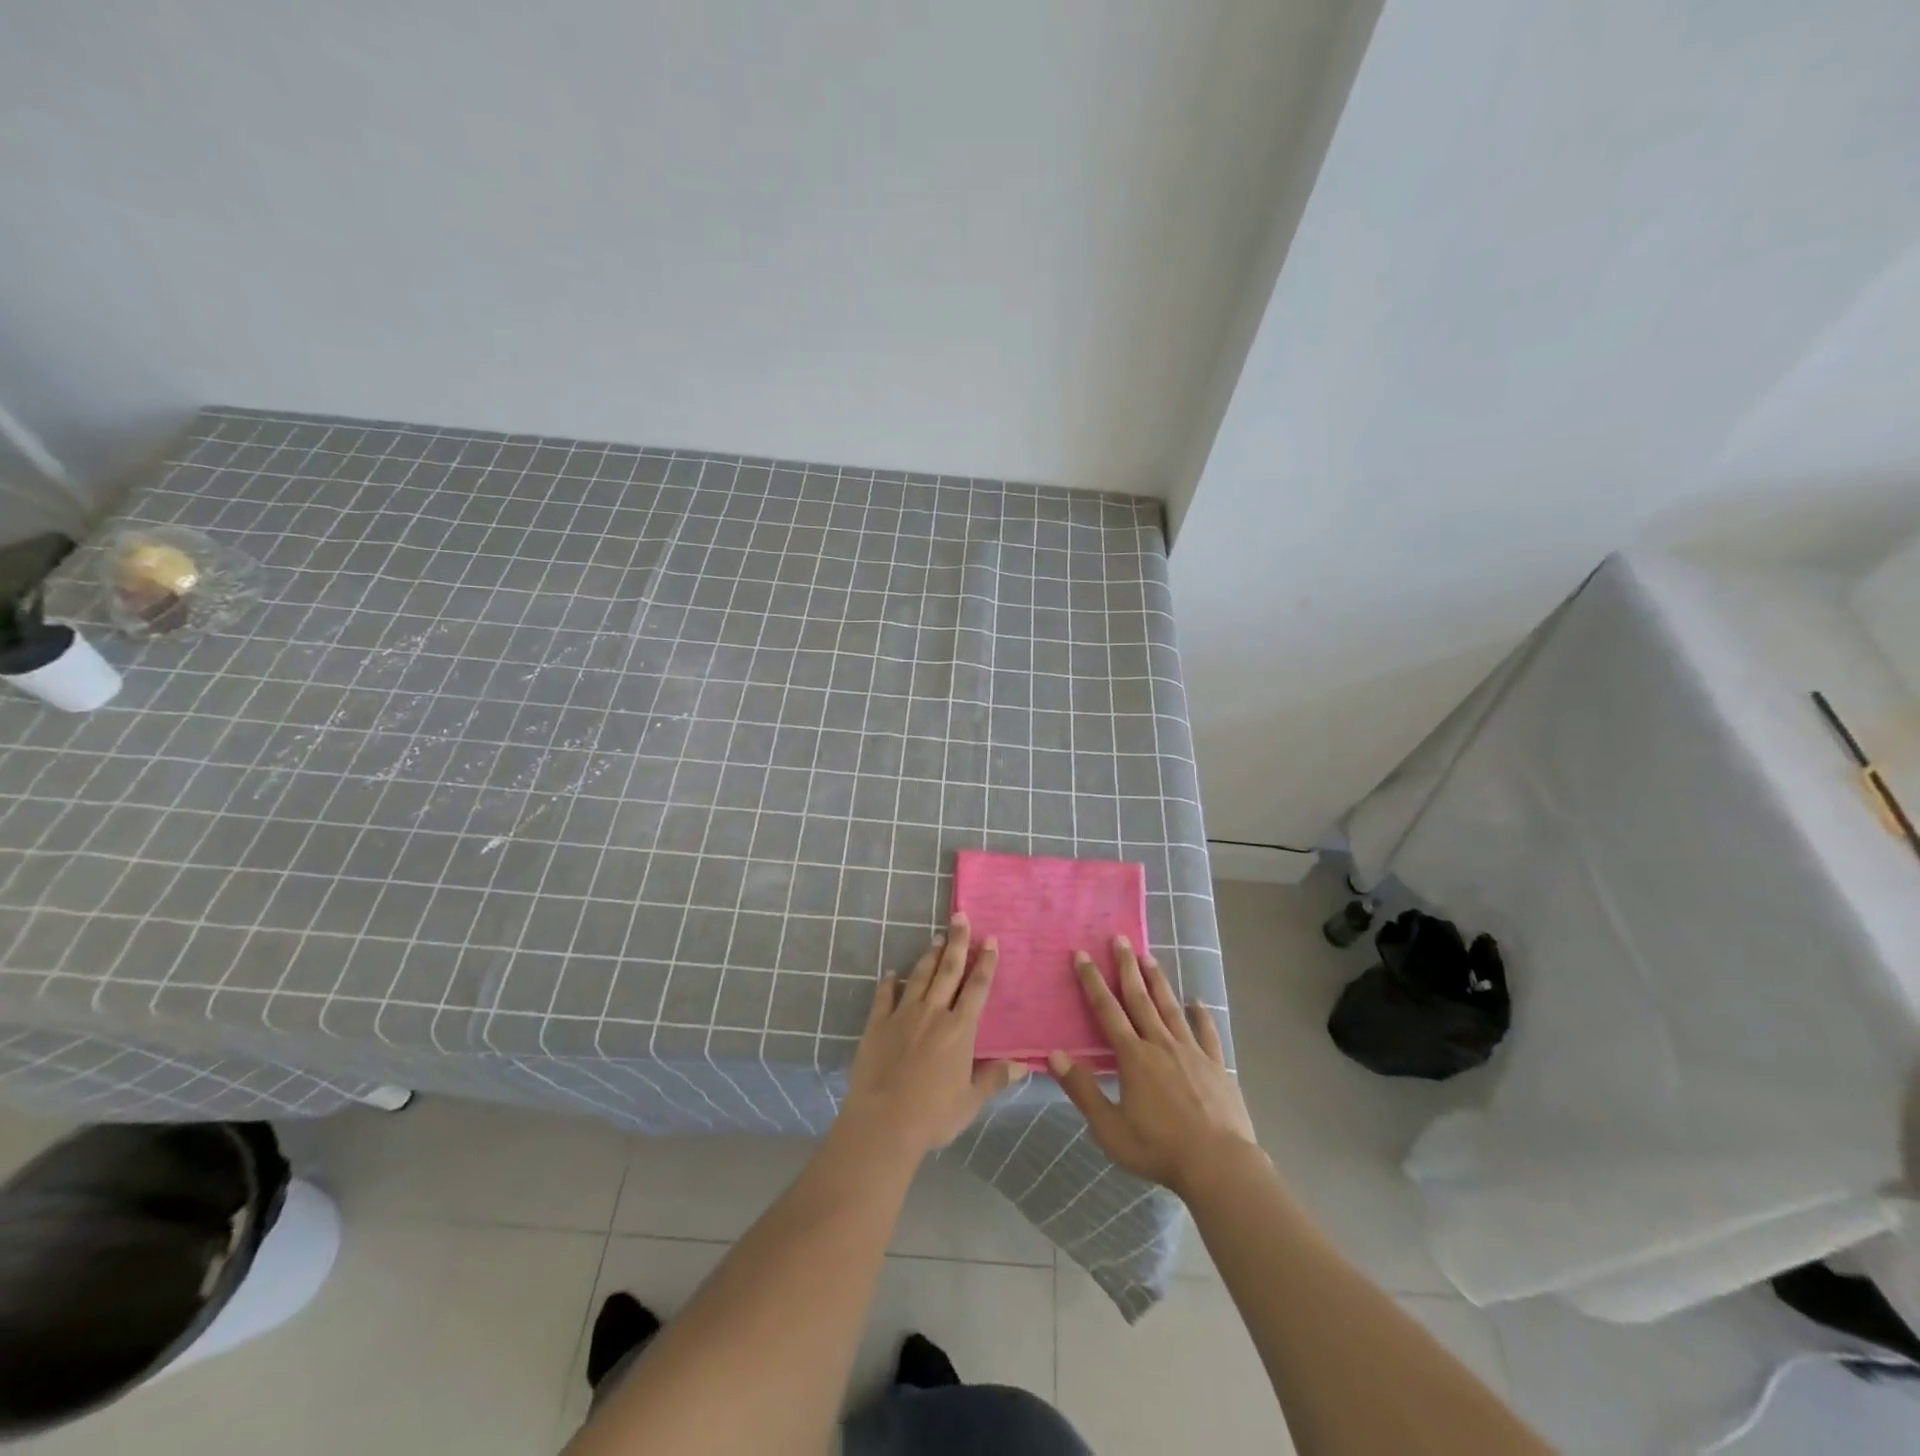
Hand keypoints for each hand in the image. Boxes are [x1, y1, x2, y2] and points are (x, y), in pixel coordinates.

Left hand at [839, 914, 1025, 1159]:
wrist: (883, 1122)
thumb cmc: (932, 1115)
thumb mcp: (970, 1101)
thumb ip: (994, 1079)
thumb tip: (1022, 1066)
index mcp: (959, 1030)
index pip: (977, 988)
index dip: (986, 963)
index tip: (990, 940)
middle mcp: (934, 1013)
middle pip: (949, 970)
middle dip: (958, 942)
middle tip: (960, 917)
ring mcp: (903, 1015)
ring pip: (920, 976)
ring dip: (930, 955)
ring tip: (937, 937)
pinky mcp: (877, 1023)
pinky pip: (884, 995)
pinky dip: (888, 982)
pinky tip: (891, 972)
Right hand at [1048, 937, 1260, 1196]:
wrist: (1219, 1165)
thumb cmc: (1158, 1148)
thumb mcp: (1109, 1128)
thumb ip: (1082, 1090)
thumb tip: (1054, 1055)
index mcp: (1133, 1057)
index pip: (1107, 1010)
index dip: (1093, 981)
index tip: (1083, 955)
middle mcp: (1160, 1044)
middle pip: (1140, 998)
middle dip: (1126, 967)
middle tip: (1119, 938)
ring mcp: (1191, 1052)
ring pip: (1170, 1007)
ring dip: (1158, 980)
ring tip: (1149, 956)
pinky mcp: (1216, 1065)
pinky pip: (1206, 1032)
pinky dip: (1201, 1014)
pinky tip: (1197, 1001)